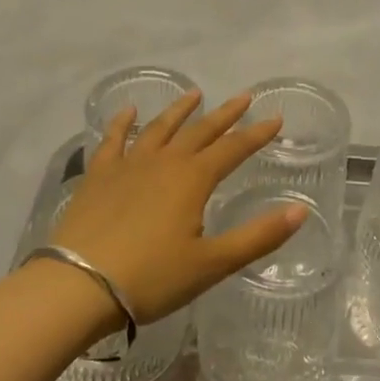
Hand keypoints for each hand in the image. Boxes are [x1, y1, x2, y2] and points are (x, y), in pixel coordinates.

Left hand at [48, 91, 306, 323]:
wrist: (79, 286)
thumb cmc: (152, 278)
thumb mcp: (213, 263)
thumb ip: (258, 236)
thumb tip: (301, 210)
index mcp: (193, 179)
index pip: (233, 149)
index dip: (256, 134)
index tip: (275, 118)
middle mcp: (163, 162)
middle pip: (200, 131)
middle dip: (225, 115)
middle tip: (243, 97)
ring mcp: (127, 165)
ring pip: (159, 129)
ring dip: (179, 111)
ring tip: (194, 94)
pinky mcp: (98, 176)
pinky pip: (112, 140)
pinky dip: (122, 123)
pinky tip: (128, 111)